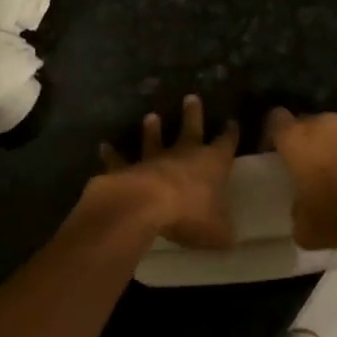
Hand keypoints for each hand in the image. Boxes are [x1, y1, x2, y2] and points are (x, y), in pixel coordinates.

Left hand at [96, 94, 240, 248]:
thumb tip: (230, 239)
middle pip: (190, 129)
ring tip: (150, 116)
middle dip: (192, 114)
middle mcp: (183, 155)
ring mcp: (153, 159)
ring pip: (153, 139)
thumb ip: (224, 232)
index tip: (232, 123)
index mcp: (212, 164)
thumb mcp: (218, 231)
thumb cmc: (190, 214)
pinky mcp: (127, 169)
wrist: (146, 206)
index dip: (230, 134)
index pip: (225, 144)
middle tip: (191, 97)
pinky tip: (104, 146)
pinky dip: (111, 154)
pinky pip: (118, 161)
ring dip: (152, 129)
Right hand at [263, 107, 336, 250]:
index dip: (275, 134)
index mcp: (295, 142)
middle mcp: (321, 123)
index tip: (278, 150)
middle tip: (313, 163)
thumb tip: (301, 206)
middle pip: (307, 122)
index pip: (275, 120)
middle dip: (308, 139)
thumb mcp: (304, 228)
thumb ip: (295, 209)